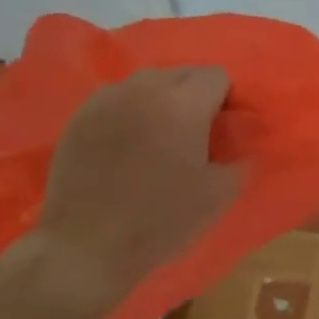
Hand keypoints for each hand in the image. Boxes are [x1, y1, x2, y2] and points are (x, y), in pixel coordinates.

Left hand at [34, 67, 242, 309]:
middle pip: (182, 72)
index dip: (225, 98)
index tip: (222, 127)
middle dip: (194, 94)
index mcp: (184, 105)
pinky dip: (129, 109)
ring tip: (158, 133)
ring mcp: (107, 100)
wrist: (86, 246)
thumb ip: (238, 160)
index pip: (216, 76)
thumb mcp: (217, 196)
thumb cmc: (160, 220)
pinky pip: (115, 97)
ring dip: (160, 98)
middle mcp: (145, 90)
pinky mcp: (80, 117)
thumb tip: (239, 145)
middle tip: (193, 132)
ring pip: (146, 81)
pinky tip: (125, 141)